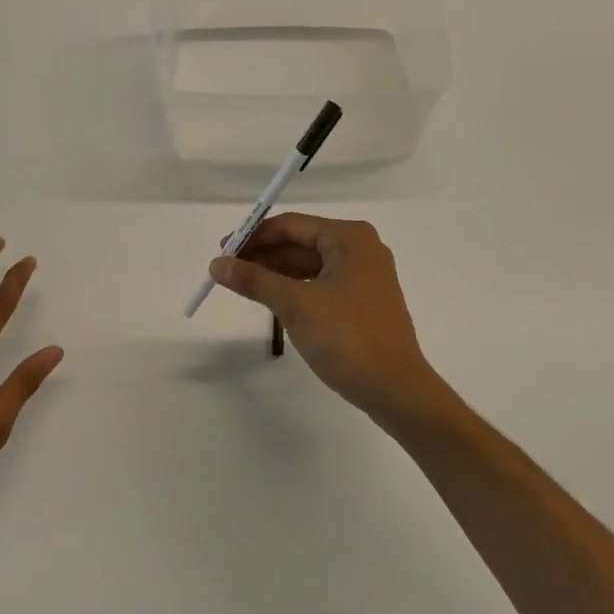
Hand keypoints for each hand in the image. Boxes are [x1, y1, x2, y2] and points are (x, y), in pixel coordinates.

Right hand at [209, 214, 449, 428]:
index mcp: (350, 237)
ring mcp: (365, 275)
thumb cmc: (347, 338)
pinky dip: (295, 288)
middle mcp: (360, 248)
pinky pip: (321, 283)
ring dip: (277, 272)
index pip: (291, 225)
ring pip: (310, 264)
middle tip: (226, 271)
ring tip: (242, 285)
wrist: (396, 389)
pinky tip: (272, 300)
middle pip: (301, 242)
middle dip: (263, 255)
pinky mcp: (363, 300)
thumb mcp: (295, 305)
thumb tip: (217, 263)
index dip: (253, 237)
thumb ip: (255, 280)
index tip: (222, 252)